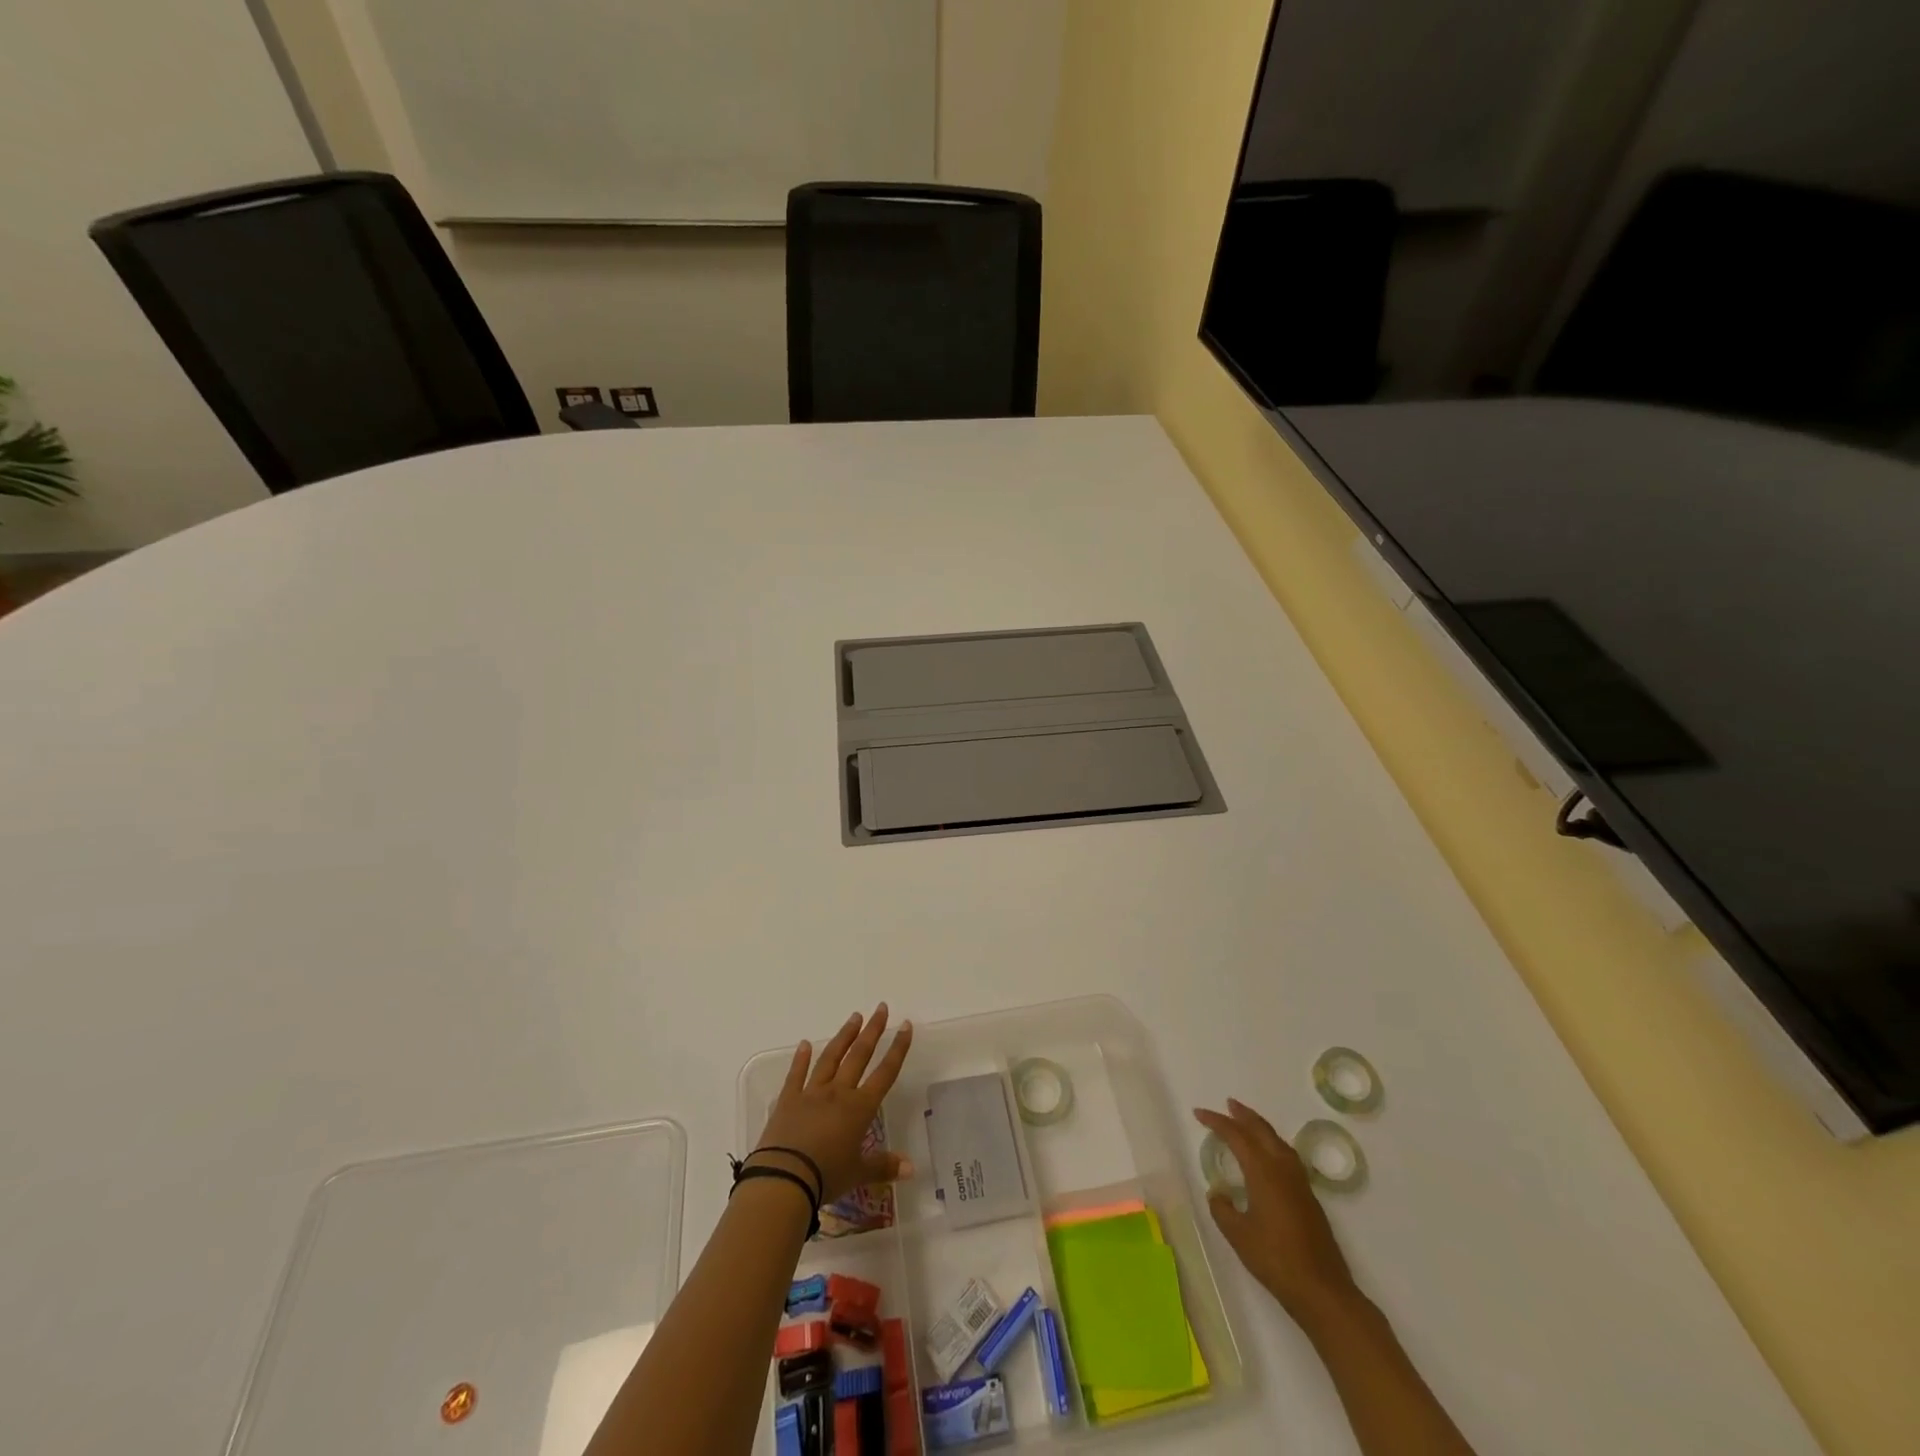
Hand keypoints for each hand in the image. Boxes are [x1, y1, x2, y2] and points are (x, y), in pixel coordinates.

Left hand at [752, 1004, 914, 1203]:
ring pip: (831, 1058)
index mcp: (859, 1108)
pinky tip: (805, 1043)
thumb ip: (884, 1167)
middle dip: (872, 1031)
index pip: (885, 1072)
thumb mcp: (858, 1174)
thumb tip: (911, 1169)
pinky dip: (801, 1058)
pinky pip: (796, 1075)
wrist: (784, 1178)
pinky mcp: (788, 1100)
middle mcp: (838, 1093)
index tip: (905, 1025)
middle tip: (880, 1008)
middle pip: (859, 1056)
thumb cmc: (826, 1176)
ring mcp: (811, 1093)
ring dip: (844, 1036)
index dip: (897, 1049)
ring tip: (854, 1017)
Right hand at [1194, 1099, 1358, 1324]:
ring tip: (1246, 1123)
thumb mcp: (1238, 1235)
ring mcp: (1300, 1182)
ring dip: (1260, 1127)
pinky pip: (1287, 1156)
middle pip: (1262, 1131)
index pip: (1236, 1136)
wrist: (1323, 1290)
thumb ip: (1223, 1210)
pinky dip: (1272, 1144)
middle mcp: (1283, 1169)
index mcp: (1263, 1172)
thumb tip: (1218, 1194)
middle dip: (1243, 1115)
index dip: (1217, 1122)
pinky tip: (1268, 1156)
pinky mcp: (1308, 1197)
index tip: (1198, 1113)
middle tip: (1227, 1104)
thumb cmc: (1276, 1259)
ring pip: (1277, 1141)